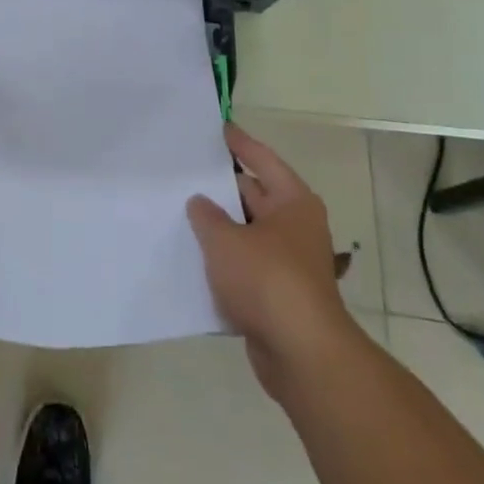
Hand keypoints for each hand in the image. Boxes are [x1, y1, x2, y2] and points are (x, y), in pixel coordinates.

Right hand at [187, 125, 356, 400]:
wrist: (301, 355)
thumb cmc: (267, 280)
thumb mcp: (226, 241)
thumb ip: (207, 216)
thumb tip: (200, 202)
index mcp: (293, 201)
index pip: (262, 159)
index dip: (239, 143)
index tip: (217, 128)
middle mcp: (296, 227)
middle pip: (254, 196)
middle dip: (222, 188)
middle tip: (186, 173)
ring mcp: (289, 263)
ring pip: (247, 233)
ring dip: (221, 228)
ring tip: (181, 213)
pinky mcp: (279, 296)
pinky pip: (246, 267)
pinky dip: (225, 262)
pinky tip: (194, 259)